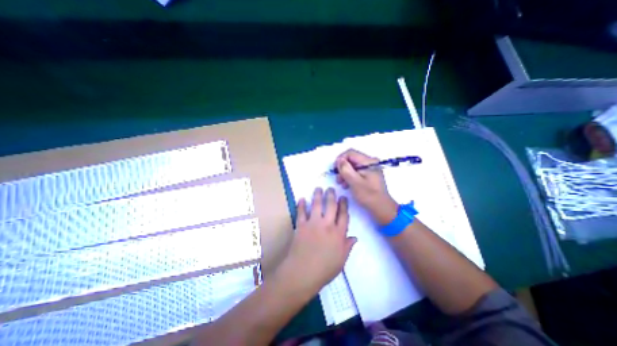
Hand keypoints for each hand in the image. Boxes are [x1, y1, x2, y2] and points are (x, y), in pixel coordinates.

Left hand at [278, 188, 359, 296]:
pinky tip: (301, 198)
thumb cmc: (324, 269)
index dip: (344, 205)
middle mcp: (327, 225)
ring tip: (318, 188)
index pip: (343, 215)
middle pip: (331, 206)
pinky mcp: (301, 225)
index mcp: (338, 234)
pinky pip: (301, 212)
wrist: (302, 273)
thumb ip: (347, 247)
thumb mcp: (341, 261)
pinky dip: (301, 205)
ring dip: (317, 195)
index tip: (343, 197)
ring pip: (316, 205)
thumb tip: (354, 237)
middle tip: (331, 188)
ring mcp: (313, 223)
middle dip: (331, 195)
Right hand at [335, 149, 397, 225]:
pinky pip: (357, 171)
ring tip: (341, 183)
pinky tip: (347, 184)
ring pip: (353, 165)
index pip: (350, 153)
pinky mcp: (369, 174)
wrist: (381, 207)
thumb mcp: (354, 182)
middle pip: (351, 159)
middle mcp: (370, 162)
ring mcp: (370, 168)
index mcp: (368, 161)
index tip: (334, 169)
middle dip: (342, 168)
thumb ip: (345, 169)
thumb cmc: (368, 195)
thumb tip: (339, 160)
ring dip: (345, 173)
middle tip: (338, 179)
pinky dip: (350, 176)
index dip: (340, 159)